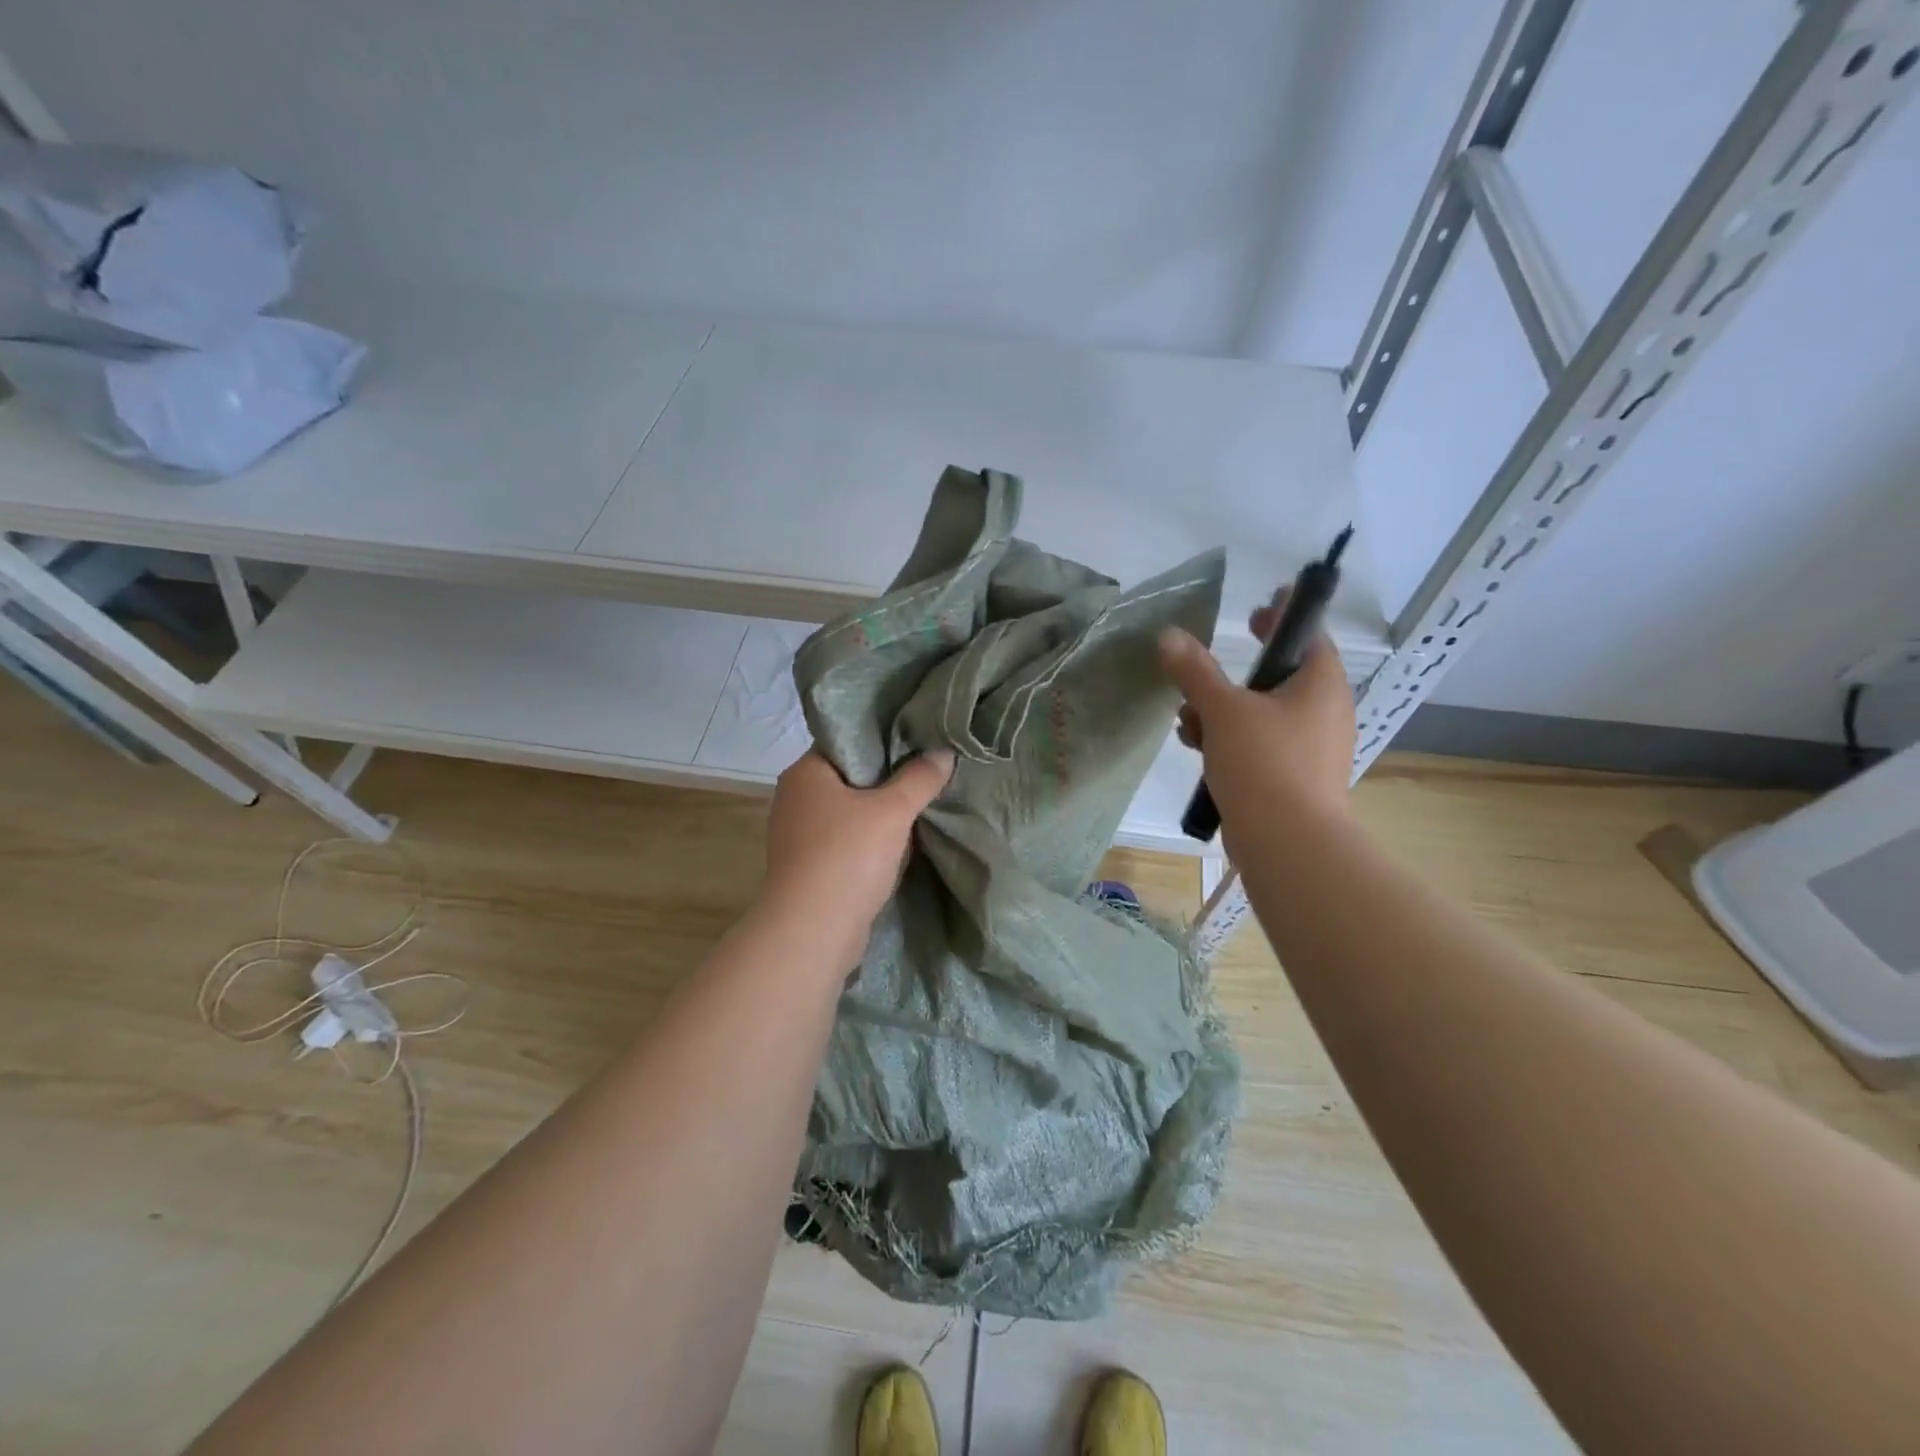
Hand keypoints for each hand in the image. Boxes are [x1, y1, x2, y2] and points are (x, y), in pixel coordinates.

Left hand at [759, 748, 954, 960]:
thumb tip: (943, 752)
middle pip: (851, 777)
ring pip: (849, 812)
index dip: (884, 740)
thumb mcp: (893, 811)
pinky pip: (845, 842)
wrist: (813, 932)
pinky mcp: (808, 867)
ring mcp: (798, 836)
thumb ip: (920, 778)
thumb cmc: (848, 857)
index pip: (847, 741)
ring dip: (880, 815)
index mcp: (805, 772)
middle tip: (928, 775)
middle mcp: (795, 798)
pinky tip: (899, 846)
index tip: (919, 743)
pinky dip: (869, 842)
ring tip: (921, 808)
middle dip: (888, 781)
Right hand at [1157, 594, 1355, 845]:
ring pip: (1262, 714)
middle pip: (1279, 676)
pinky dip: (1230, 740)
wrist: (1288, 843)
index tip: (1258, 607)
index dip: (1282, 617)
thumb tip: (1169, 635)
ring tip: (1187, 719)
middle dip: (1234, 674)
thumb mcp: (1223, 709)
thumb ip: (1195, 671)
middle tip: (1207, 663)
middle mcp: (1324, 712)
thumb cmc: (1264, 763)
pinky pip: (1259, 745)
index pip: (1308, 634)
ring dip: (1222, 710)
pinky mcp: (1293, 778)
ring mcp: (1310, 748)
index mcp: (1320, 684)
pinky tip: (1196, 748)